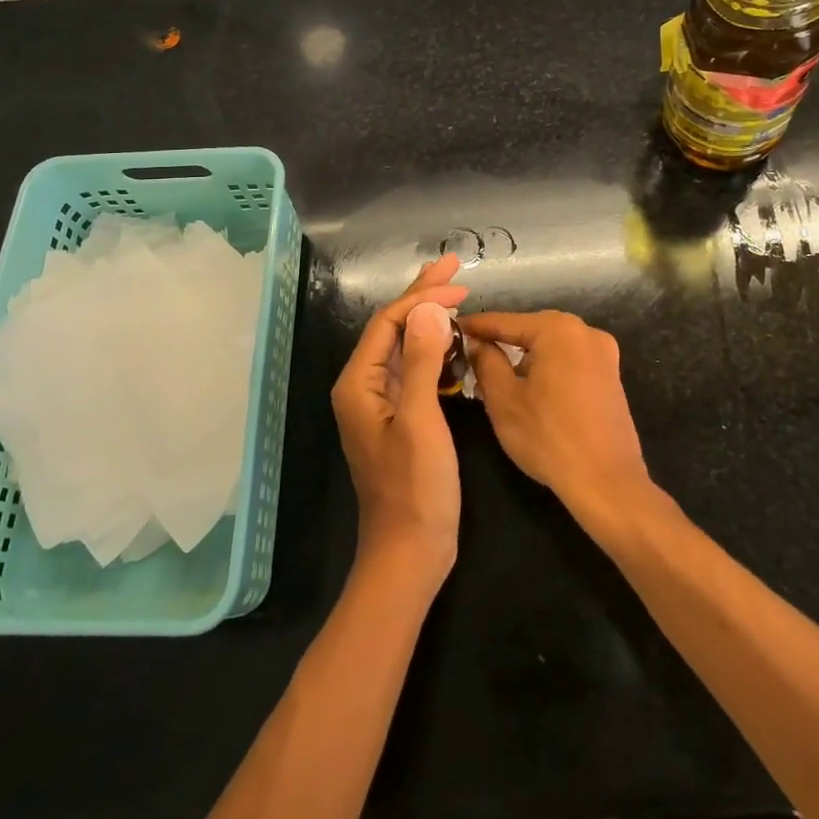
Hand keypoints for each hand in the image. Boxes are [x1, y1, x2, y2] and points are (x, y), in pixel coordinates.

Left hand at [330, 256, 467, 588]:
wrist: (410, 552)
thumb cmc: (415, 488)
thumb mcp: (421, 421)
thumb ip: (422, 362)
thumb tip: (428, 308)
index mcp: (359, 383)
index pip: (388, 322)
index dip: (422, 297)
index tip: (460, 283)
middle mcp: (364, 387)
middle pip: (393, 328)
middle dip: (422, 296)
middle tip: (453, 267)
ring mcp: (381, 404)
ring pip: (405, 347)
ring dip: (430, 320)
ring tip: (457, 295)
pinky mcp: (400, 418)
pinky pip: (415, 370)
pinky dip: (435, 350)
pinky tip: (455, 342)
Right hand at [461, 311, 651, 520]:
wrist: (607, 483)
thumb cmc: (549, 438)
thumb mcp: (504, 400)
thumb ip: (486, 362)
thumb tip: (477, 344)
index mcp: (558, 330)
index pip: (504, 321)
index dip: (474, 327)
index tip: (450, 330)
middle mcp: (585, 331)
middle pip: (530, 330)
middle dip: (500, 341)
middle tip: (469, 354)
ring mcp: (603, 353)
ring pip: (550, 346)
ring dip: (523, 356)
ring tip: (495, 373)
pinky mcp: (610, 375)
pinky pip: (569, 361)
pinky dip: (547, 367)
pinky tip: (530, 387)